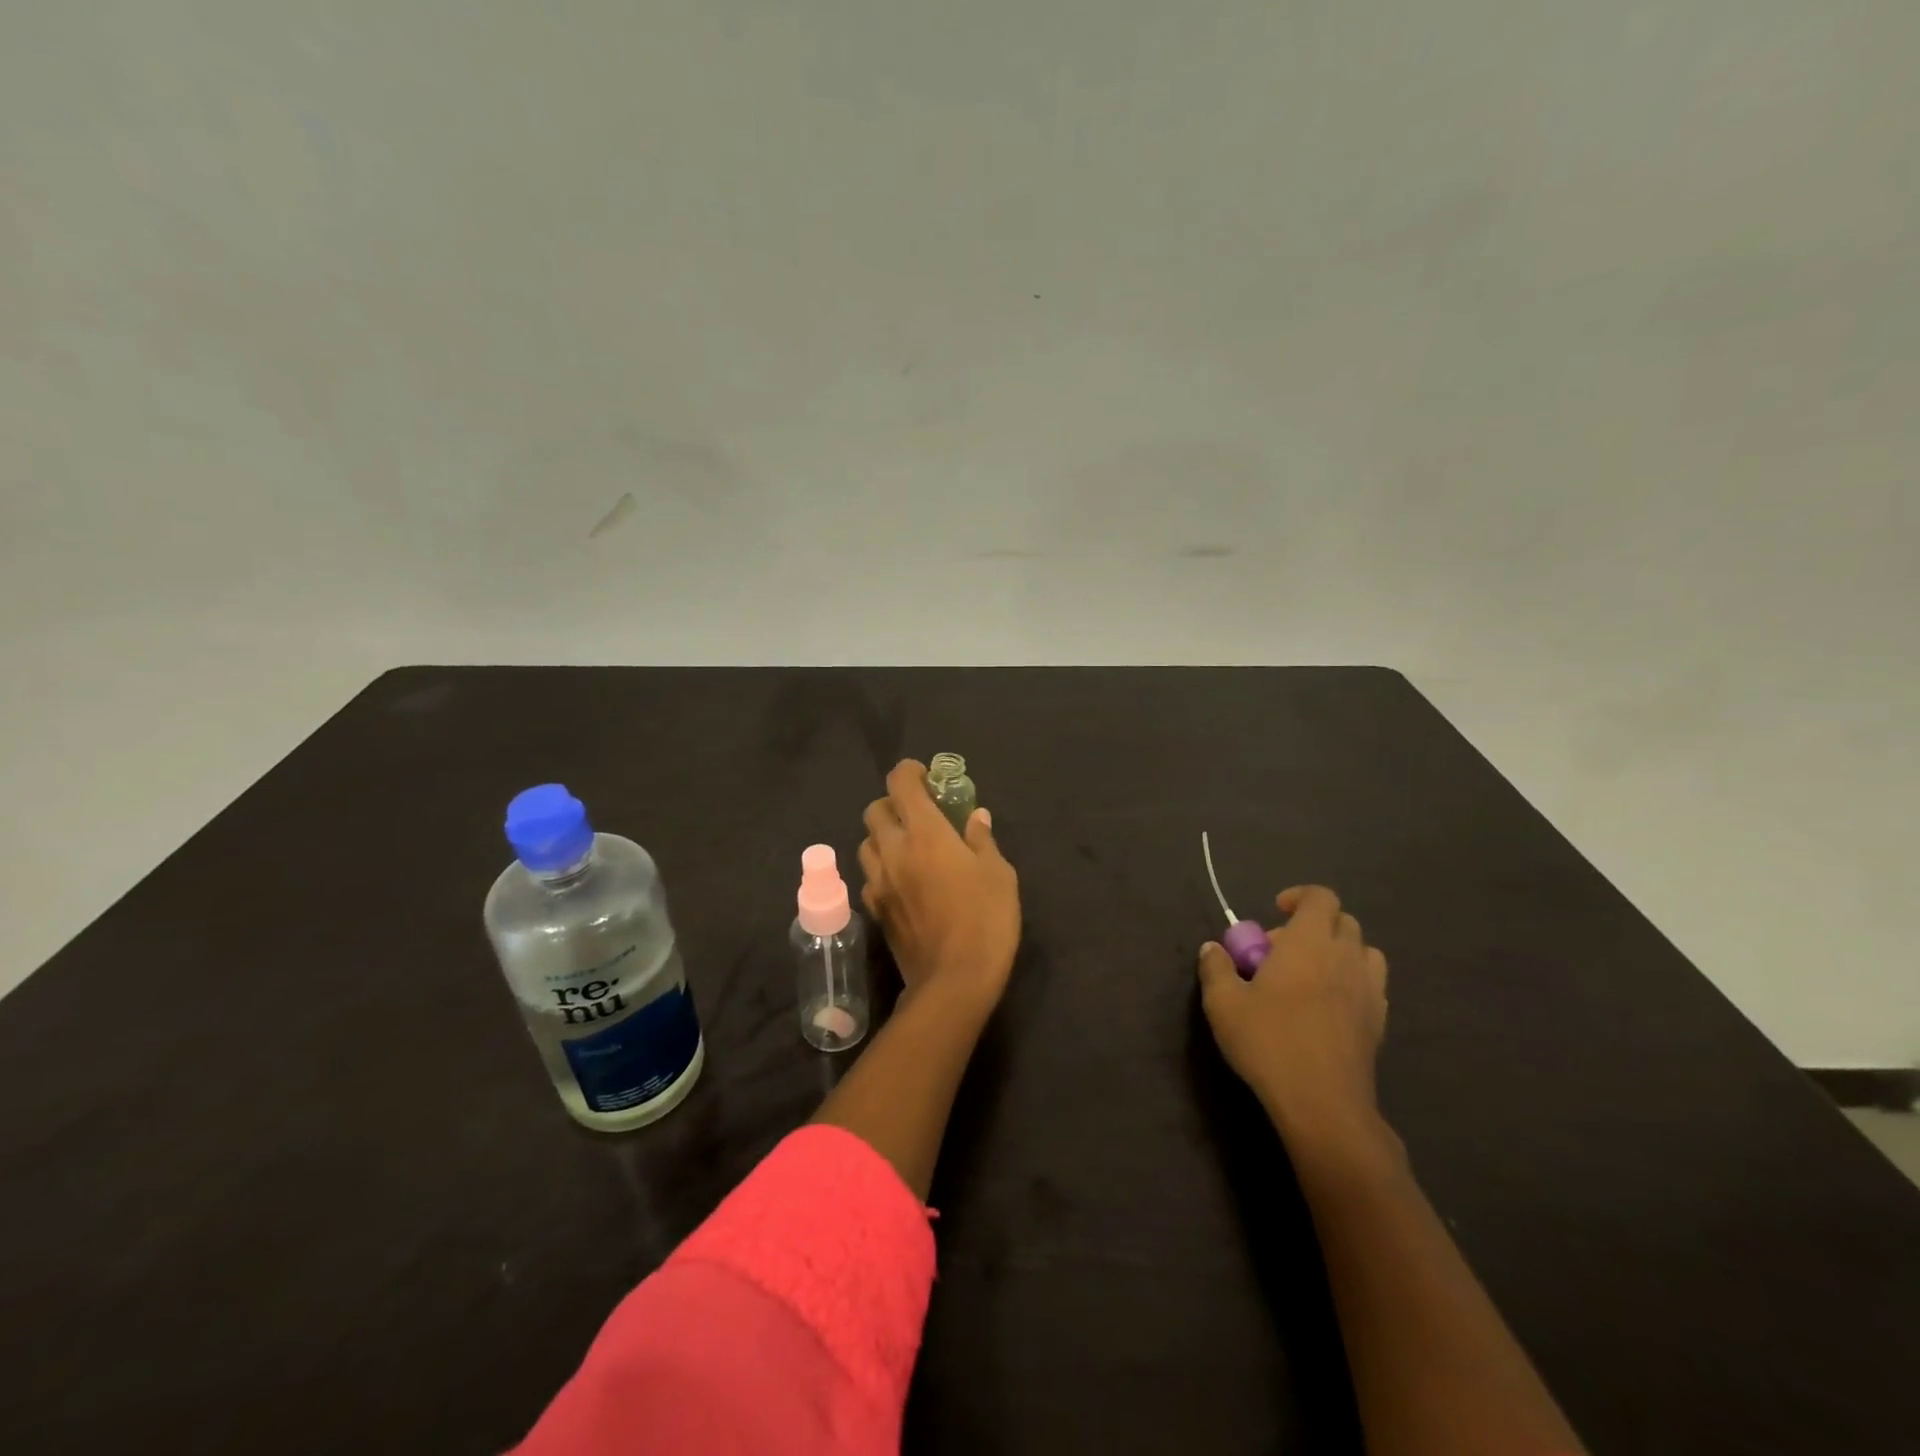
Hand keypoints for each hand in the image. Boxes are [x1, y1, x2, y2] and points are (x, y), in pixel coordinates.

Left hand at [859, 760, 1020, 1010]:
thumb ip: (982, 839)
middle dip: (893, 804)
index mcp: (925, 833)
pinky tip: (902, 882)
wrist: (954, 981)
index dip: (909, 772)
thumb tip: (976, 816)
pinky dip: (881, 870)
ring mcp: (879, 882)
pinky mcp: (875, 910)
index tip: (925, 776)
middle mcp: (894, 850)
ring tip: (907, 848)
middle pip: (874, 810)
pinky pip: (869, 877)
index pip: (900, 784)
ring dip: (883, 837)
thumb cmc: (985, 920)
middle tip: (917, 814)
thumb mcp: (998, 874)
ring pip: (866, 843)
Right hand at [1198, 886, 1389, 1147]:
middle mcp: (1345, 957)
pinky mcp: (1379, 1022)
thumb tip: (1213, 948)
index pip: (1320, 897)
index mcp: (1310, 942)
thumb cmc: (1269, 1042)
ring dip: (1338, 951)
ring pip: (1364, 951)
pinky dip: (1351, 981)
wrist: (1322, 1103)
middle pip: (1343, 921)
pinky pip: (1371, 984)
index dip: (1299, 897)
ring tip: (1310, 974)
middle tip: (1281, 949)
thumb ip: (1216, 968)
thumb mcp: (1223, 1003)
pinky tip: (1326, 1006)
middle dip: (1313, 925)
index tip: (1275, 912)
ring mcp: (1369, 990)